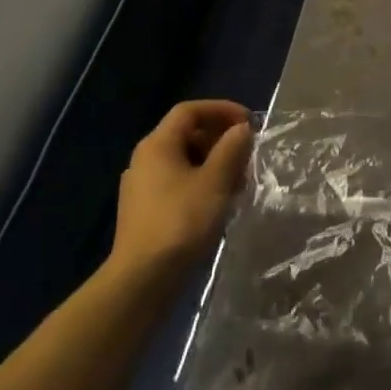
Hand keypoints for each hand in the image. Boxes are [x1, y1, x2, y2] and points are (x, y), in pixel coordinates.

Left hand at [110, 100, 253, 277]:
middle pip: (186, 134)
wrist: (142, 280)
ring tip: (239, 180)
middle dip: (220, 138)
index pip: (190, 110)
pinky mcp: (144, 210)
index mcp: (157, 144)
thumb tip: (242, 129)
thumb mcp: (215, 182)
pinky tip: (218, 202)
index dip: (221, 109)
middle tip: (247, 153)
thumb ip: (231, 149)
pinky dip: (200, 182)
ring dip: (213, 162)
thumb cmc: (181, 222)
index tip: (249, 122)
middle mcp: (145, 159)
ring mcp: (142, 186)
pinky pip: (177, 182)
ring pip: (183, 160)